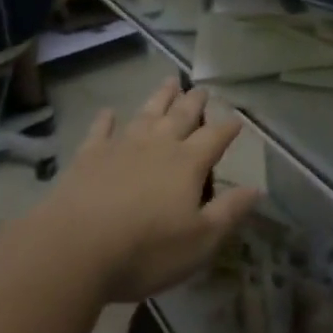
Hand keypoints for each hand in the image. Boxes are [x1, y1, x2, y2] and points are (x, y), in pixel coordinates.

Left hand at [40, 77, 259, 303]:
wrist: (75, 247)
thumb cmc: (146, 249)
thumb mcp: (200, 241)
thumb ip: (229, 212)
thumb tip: (257, 189)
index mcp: (187, 163)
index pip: (214, 137)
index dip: (228, 127)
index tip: (237, 119)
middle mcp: (158, 145)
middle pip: (181, 116)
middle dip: (194, 102)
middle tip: (202, 88)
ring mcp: (122, 146)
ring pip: (146, 114)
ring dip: (159, 98)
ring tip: (169, 82)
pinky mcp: (89, 156)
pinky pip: (101, 131)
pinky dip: (106, 120)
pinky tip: (108, 112)